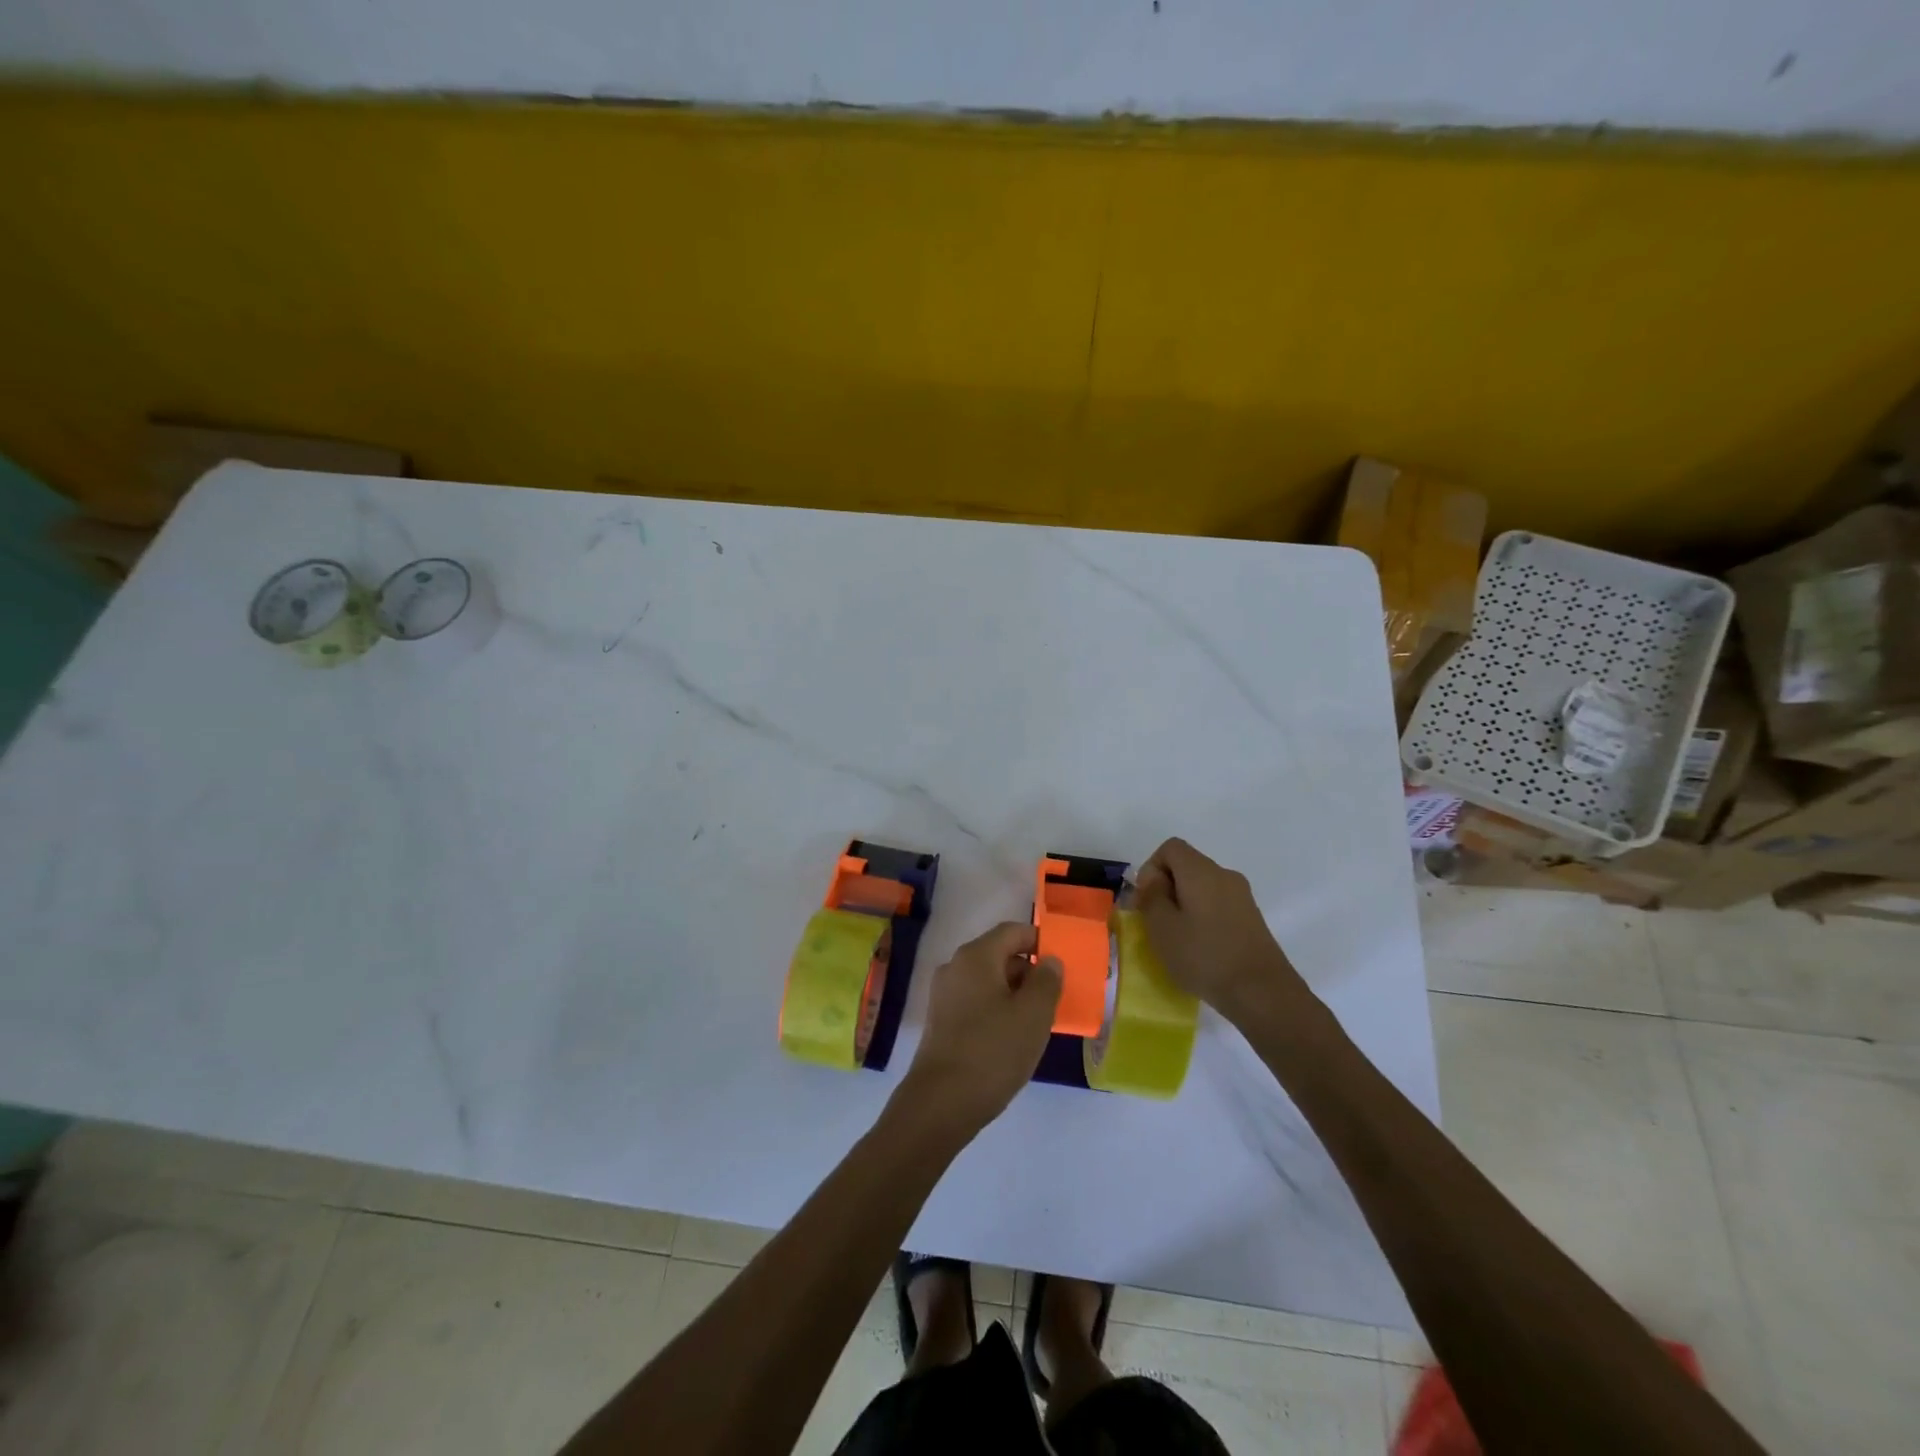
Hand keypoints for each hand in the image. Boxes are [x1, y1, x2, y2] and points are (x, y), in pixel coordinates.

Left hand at [900, 922, 1062, 1135]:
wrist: (941, 1102)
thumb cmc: (993, 1051)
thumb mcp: (1033, 1015)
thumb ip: (1047, 981)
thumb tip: (1050, 961)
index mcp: (976, 956)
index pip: (1013, 931)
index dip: (1039, 941)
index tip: (1061, 964)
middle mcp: (955, 967)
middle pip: (999, 954)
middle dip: (1028, 972)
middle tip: (1053, 1000)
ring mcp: (944, 994)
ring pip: (988, 981)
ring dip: (1014, 994)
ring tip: (1035, 1024)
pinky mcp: (940, 1020)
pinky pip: (975, 1002)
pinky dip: (996, 1010)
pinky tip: (1010, 1039)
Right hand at [1133, 838, 1310, 1026]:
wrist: (1262, 992)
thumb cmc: (1204, 956)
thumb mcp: (1162, 927)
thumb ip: (1151, 896)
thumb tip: (1153, 879)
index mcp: (1201, 871)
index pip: (1170, 848)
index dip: (1151, 868)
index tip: (1146, 900)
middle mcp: (1224, 875)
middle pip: (1187, 866)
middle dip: (1166, 888)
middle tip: (1155, 922)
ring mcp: (1242, 897)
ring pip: (1202, 888)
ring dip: (1183, 905)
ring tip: (1176, 939)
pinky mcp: (1252, 919)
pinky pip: (1218, 905)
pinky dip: (1202, 917)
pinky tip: (1200, 948)